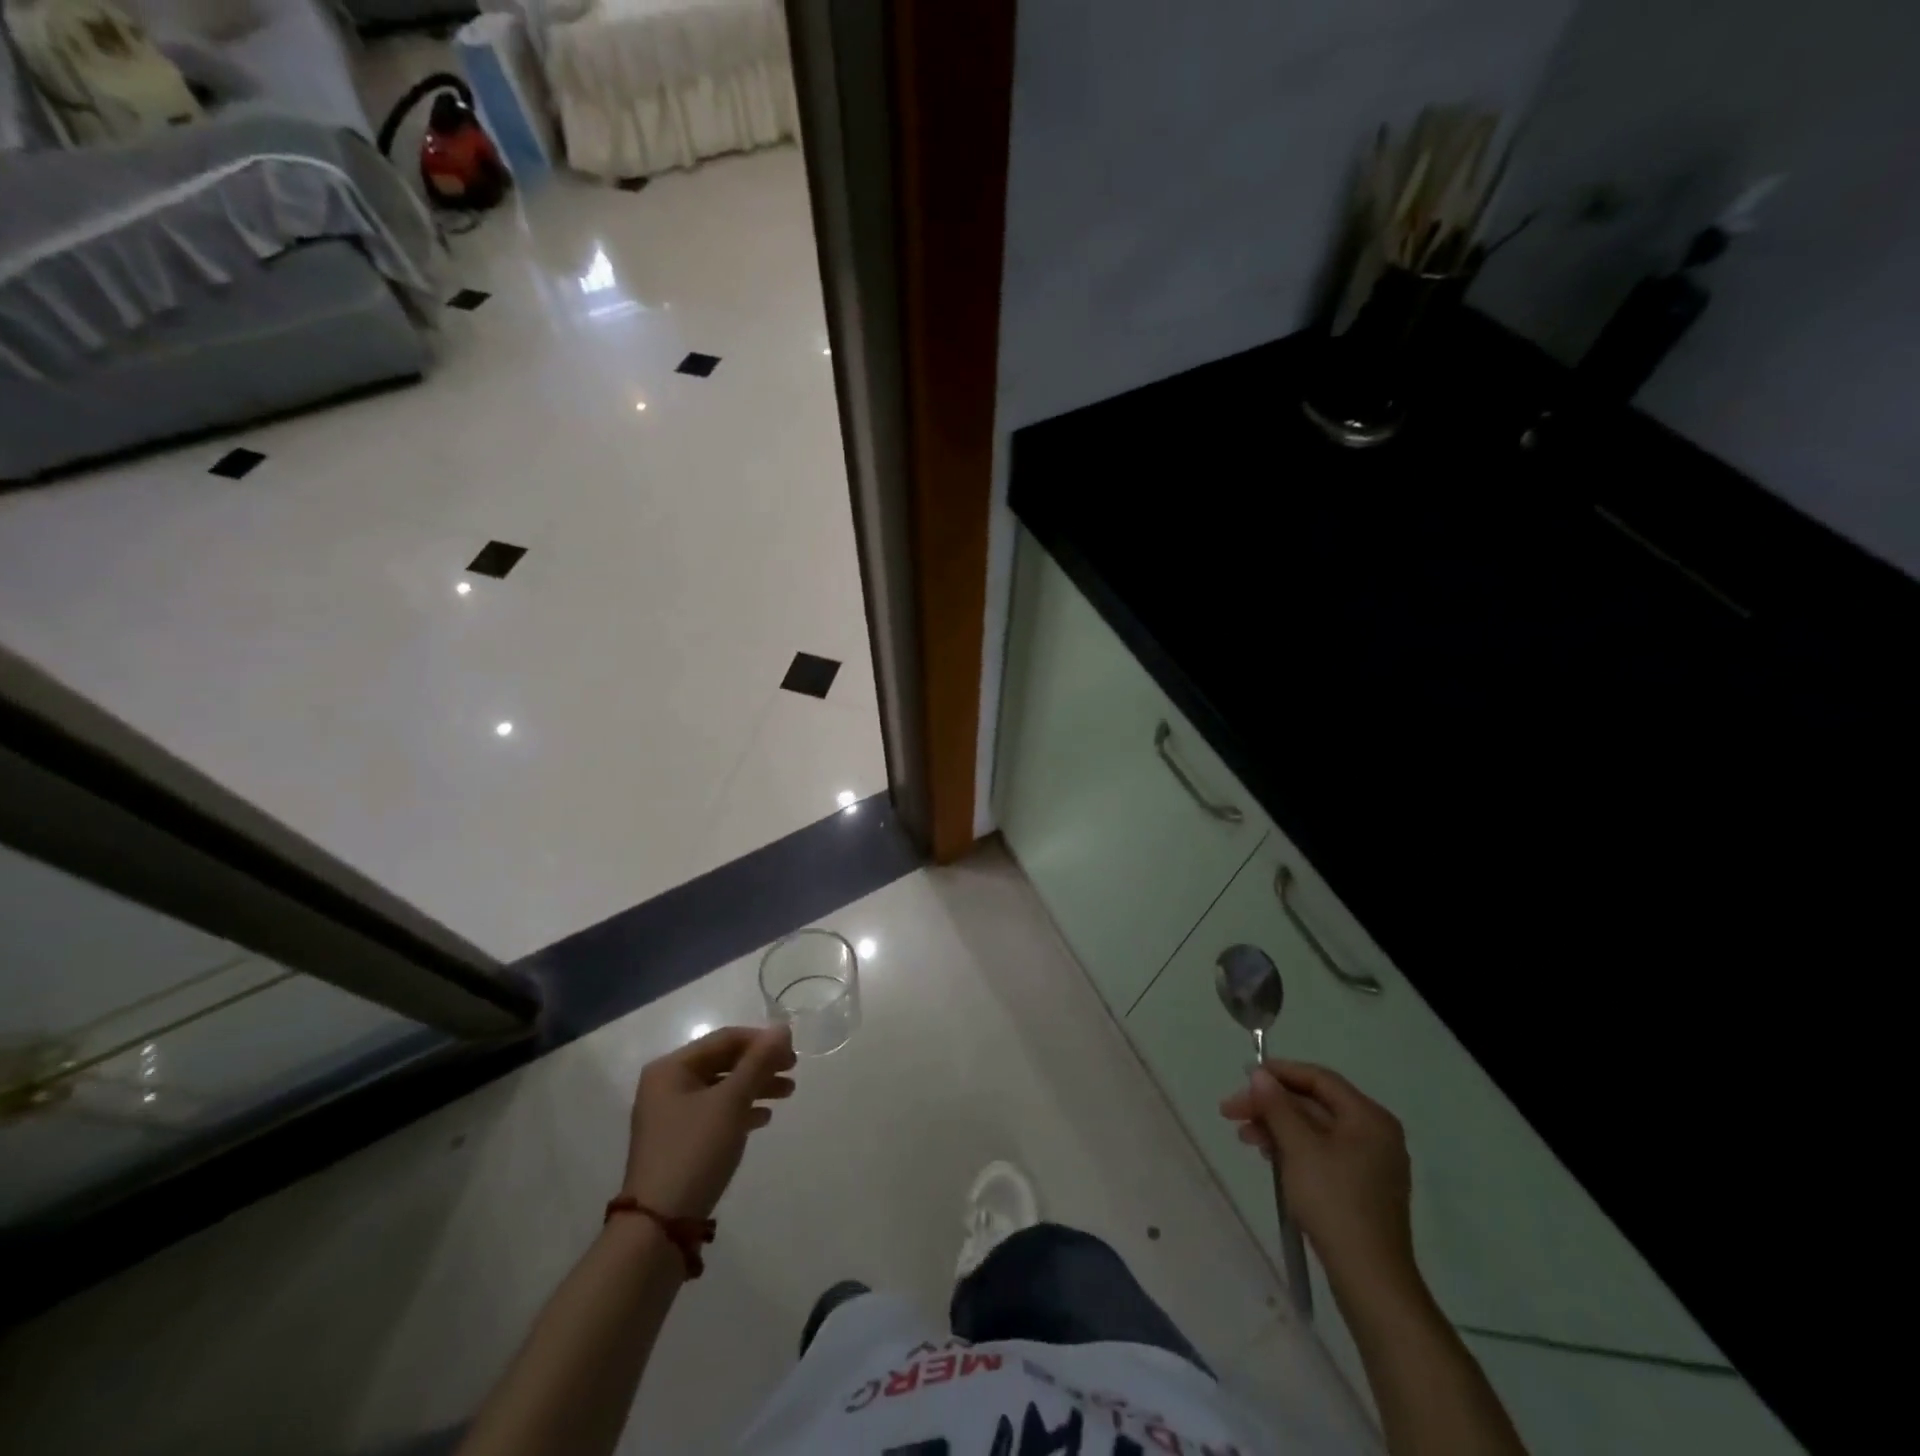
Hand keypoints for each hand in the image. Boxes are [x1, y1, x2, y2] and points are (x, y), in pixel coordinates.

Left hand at [622, 1025, 795, 1218]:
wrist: (659, 1226)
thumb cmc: (695, 1150)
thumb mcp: (731, 1101)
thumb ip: (758, 1062)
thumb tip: (783, 1028)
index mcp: (671, 1068)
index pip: (724, 1039)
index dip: (760, 1040)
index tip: (792, 1050)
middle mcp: (667, 1085)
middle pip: (723, 1062)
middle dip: (760, 1065)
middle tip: (793, 1071)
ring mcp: (671, 1115)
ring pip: (722, 1088)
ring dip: (755, 1087)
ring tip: (788, 1093)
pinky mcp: (678, 1141)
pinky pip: (715, 1113)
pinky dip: (741, 1110)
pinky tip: (763, 1118)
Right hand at [1219, 1060, 1418, 1300]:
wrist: (1370, 1281)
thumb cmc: (1335, 1203)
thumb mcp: (1299, 1148)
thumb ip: (1277, 1106)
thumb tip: (1260, 1075)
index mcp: (1369, 1118)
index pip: (1319, 1079)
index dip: (1280, 1073)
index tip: (1244, 1076)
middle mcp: (1375, 1134)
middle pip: (1315, 1104)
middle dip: (1272, 1106)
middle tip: (1232, 1112)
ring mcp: (1370, 1163)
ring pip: (1315, 1130)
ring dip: (1278, 1127)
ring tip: (1245, 1137)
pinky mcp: (1361, 1188)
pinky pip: (1322, 1153)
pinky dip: (1293, 1149)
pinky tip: (1269, 1157)